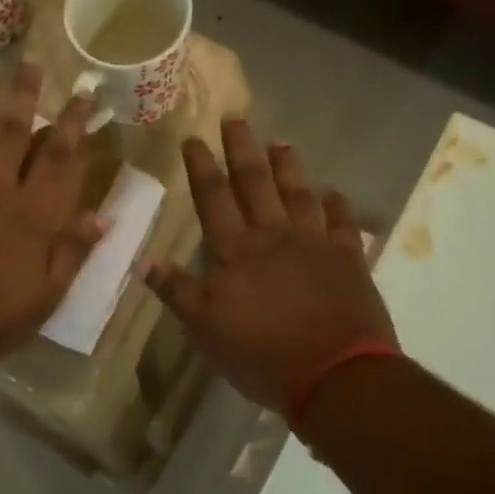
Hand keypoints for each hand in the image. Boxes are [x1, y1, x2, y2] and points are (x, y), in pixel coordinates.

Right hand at [144, 119, 395, 412]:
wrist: (335, 374)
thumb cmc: (261, 354)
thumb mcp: (205, 329)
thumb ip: (178, 292)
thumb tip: (145, 262)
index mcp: (236, 251)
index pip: (213, 198)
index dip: (202, 167)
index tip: (193, 138)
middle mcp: (274, 236)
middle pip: (255, 183)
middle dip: (243, 149)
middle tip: (236, 119)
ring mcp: (316, 245)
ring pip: (299, 194)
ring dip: (289, 168)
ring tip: (281, 143)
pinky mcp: (349, 260)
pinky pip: (343, 224)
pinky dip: (338, 206)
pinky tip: (334, 193)